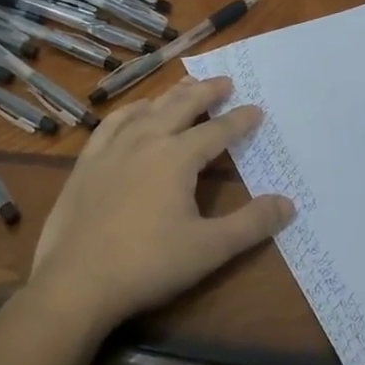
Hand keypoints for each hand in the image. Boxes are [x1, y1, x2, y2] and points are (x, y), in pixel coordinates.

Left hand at [26, 75, 294, 333]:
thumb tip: (289, 204)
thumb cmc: (148, 265)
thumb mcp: (209, 249)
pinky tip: (135, 112)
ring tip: (186, 87)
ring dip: (171, 95)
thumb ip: (252, 224)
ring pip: (147, 109)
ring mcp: (112, 149)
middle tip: (224, 81)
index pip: (218, 131)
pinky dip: (131, 111)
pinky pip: (112, 123)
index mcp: (178, 157)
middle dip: (206, 92)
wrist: (76, 283)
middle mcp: (146, 141)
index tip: (256, 110)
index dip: (240, 120)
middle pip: (182, 106)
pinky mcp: (87, 162)